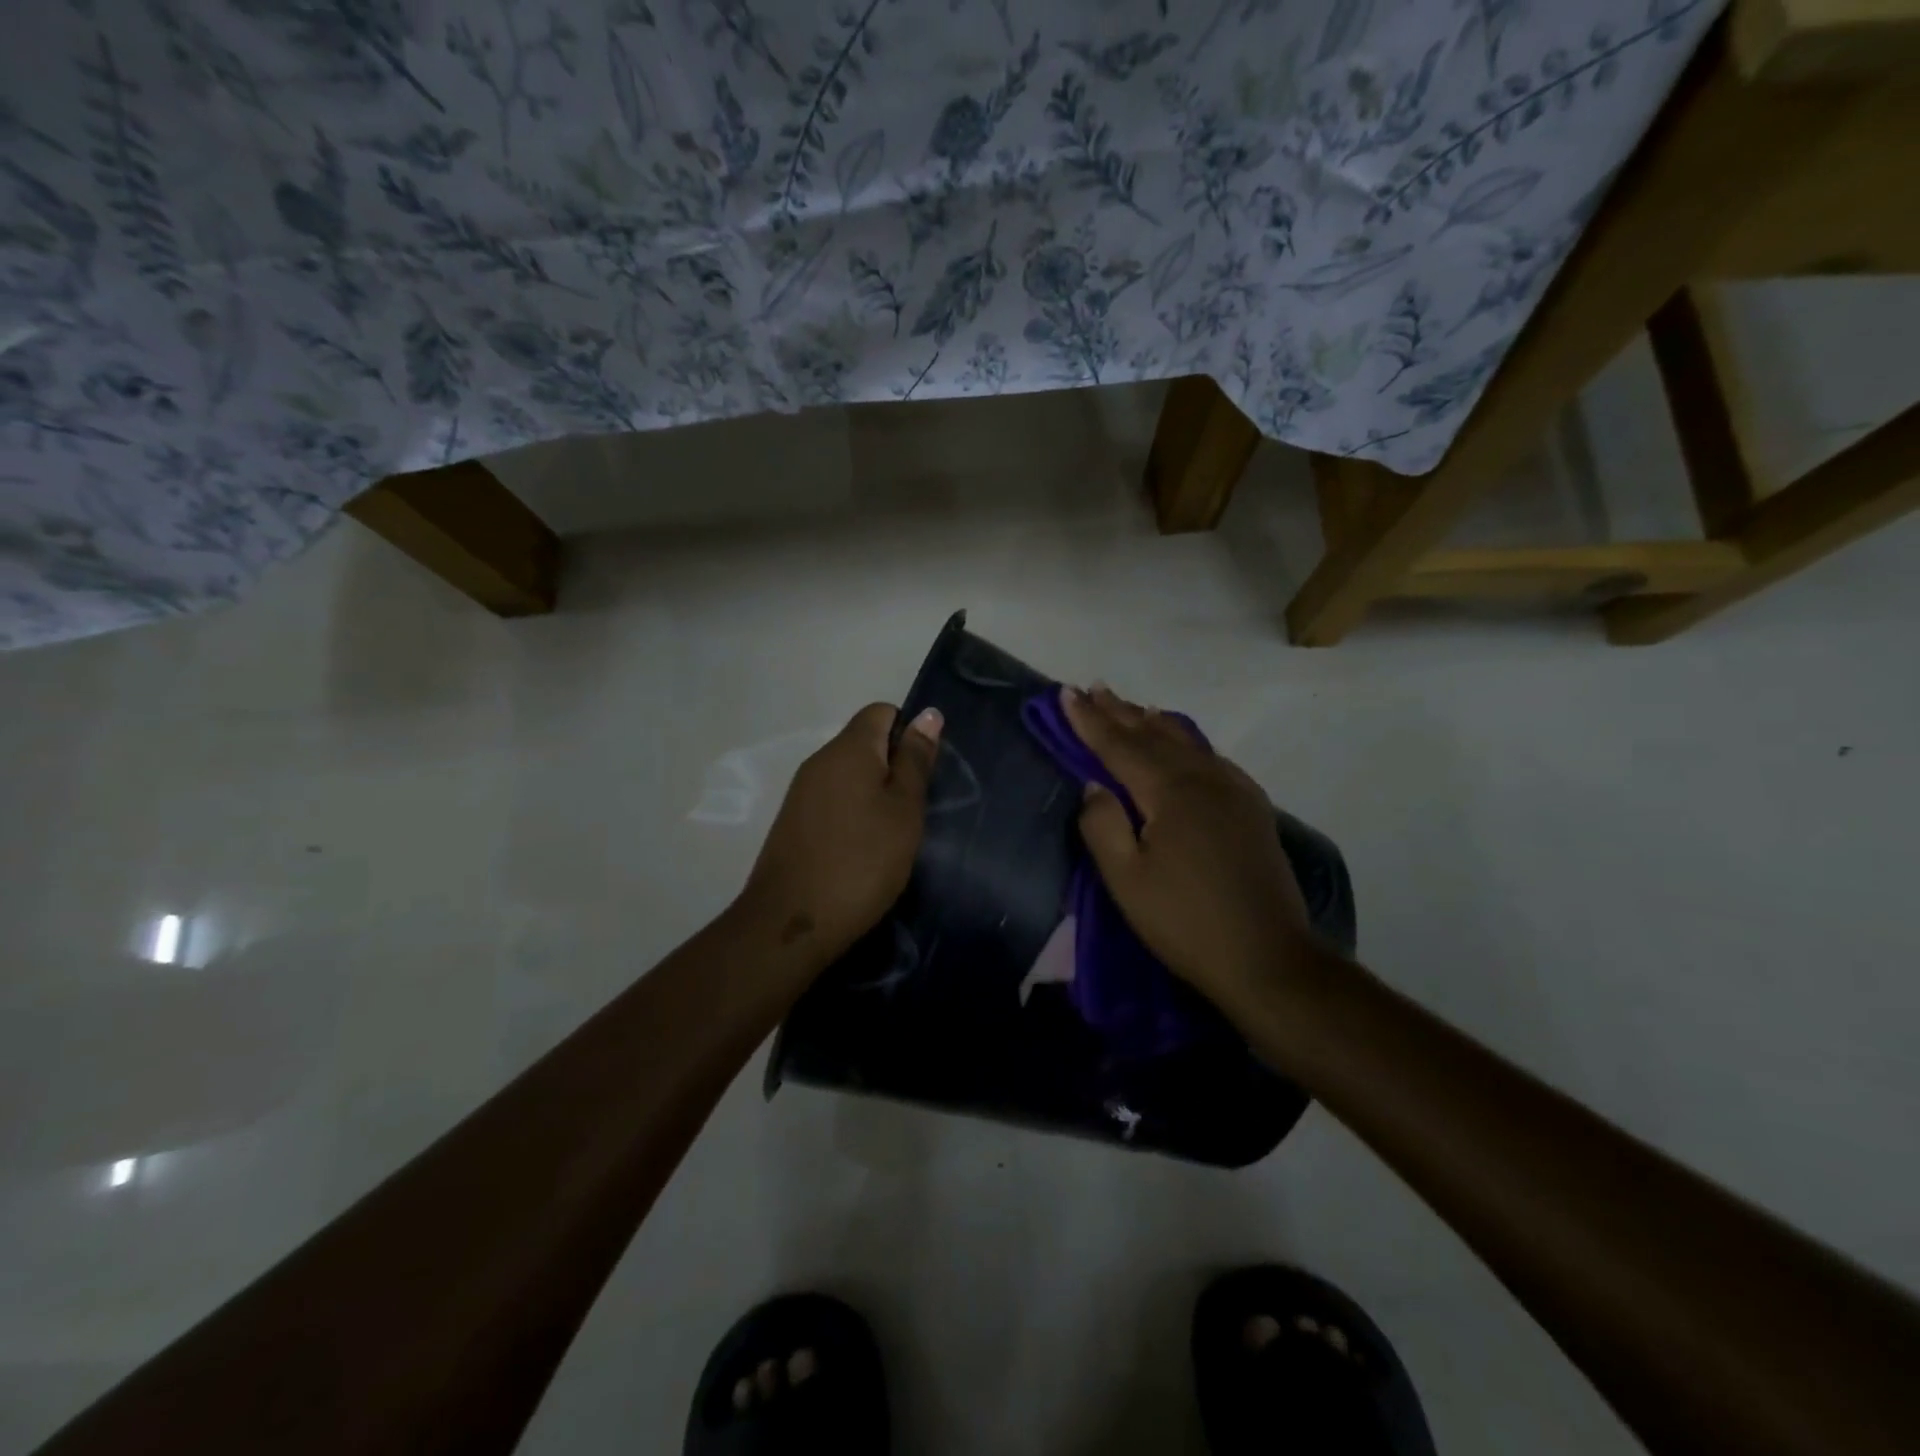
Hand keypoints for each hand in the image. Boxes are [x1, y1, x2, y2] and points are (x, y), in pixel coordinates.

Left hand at [739, 702, 942, 964]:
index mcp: (848, 748)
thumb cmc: (862, 861)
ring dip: (875, 793)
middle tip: (915, 809)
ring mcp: (802, 791)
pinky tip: (864, 848)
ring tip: (893, 833)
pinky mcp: (794, 821)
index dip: (909, 733)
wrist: (792, 922)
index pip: (882, 712)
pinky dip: (854, 813)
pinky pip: (833, 799)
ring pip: (850, 774)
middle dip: (894, 766)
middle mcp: (820, 760)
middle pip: (865, 742)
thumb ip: (916, 760)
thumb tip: (927, 714)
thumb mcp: (904, 810)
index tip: (924, 774)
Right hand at [1063, 685, 1314, 1021]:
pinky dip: (1187, 742)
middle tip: (1093, 688)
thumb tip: (1094, 786)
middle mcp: (1204, 778)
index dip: (1089, 721)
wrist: (1268, 958)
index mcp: (1170, 792)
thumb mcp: (1126, 880)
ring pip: (1186, 742)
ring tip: (1131, 707)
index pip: (1119, 746)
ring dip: (1152, 723)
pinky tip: (1184, 744)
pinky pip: (1211, 759)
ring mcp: (1234, 791)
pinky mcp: (1252, 809)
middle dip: (1119, 712)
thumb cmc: (1185, 922)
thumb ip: (1102, 825)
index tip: (1066, 694)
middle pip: (1153, 736)